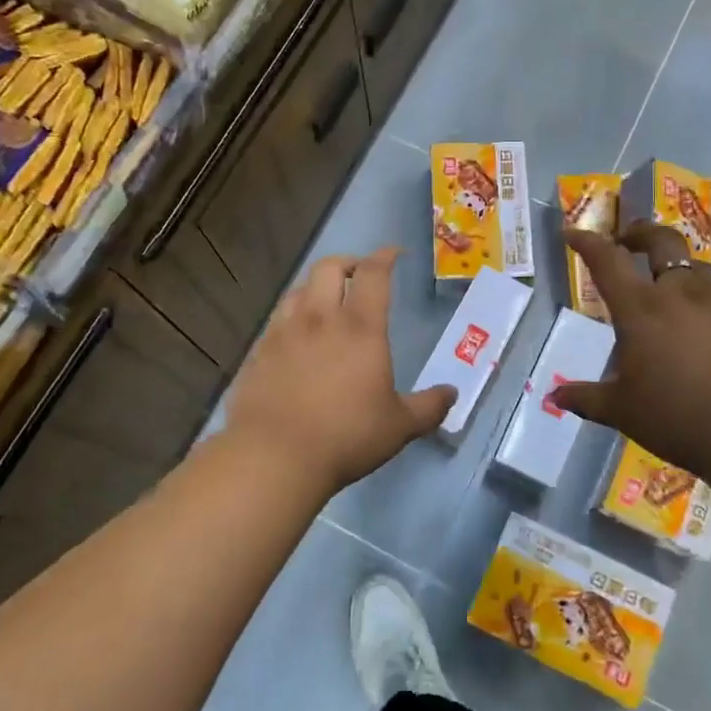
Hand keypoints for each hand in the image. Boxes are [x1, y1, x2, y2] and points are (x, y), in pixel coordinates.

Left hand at [224, 248, 454, 499]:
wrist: (274, 456)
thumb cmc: (346, 436)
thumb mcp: (399, 426)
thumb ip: (429, 407)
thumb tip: (451, 394)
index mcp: (360, 328)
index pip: (373, 274)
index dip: (385, 257)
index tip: (393, 254)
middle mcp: (320, 318)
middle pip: (330, 267)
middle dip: (348, 262)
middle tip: (360, 275)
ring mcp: (284, 332)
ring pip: (299, 289)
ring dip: (317, 286)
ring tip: (327, 302)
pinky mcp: (259, 352)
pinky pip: (277, 319)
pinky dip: (293, 316)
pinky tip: (298, 338)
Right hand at [547, 222, 710, 475]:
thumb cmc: (677, 418)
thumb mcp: (622, 411)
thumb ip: (587, 398)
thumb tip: (557, 396)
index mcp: (641, 309)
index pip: (607, 261)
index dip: (587, 242)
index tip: (572, 234)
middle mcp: (680, 295)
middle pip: (662, 242)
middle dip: (640, 232)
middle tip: (626, 239)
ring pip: (696, 267)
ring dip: (675, 266)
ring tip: (666, 285)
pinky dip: (702, 302)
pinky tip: (701, 330)